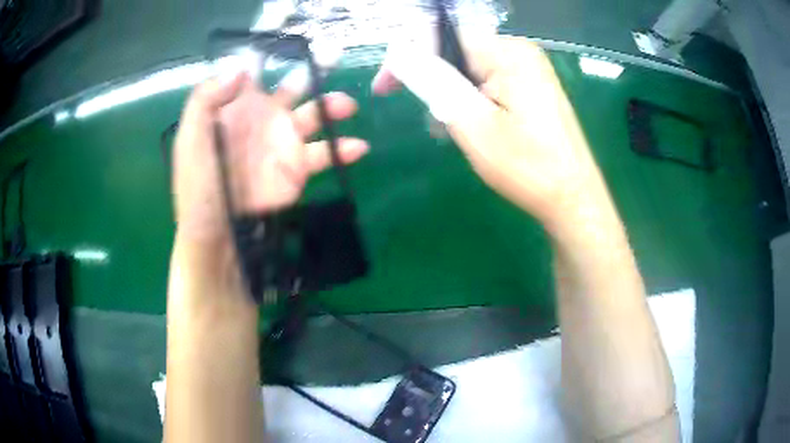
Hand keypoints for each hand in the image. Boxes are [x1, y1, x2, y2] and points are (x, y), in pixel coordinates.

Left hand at [169, 73, 367, 309]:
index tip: (290, 43)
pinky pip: (325, 152)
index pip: (254, 73)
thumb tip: (240, 66)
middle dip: (312, 72)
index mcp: (234, 108)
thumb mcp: (190, 141)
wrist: (217, 240)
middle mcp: (261, 119)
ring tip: (345, 105)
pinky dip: (343, 148)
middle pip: (292, 87)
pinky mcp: (297, 171)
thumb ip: (207, 99)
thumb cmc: (198, 189)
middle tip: (332, 57)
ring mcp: (281, 144)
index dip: (271, 56)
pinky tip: (357, 147)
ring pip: (313, 115)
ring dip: (332, 105)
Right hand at [373, 34, 607, 230]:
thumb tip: (399, 52)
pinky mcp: (532, 89)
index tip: (385, 89)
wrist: (573, 199)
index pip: (442, 38)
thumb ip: (434, 82)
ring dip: (451, 97)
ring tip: (453, 132)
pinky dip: (471, 103)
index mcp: (508, 53)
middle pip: (456, 53)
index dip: (408, 58)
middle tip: (432, 121)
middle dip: (433, 83)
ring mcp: (529, 71)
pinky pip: (488, 84)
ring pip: (470, 72)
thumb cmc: (528, 167)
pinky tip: (473, 129)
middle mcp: (520, 53)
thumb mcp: (473, 124)